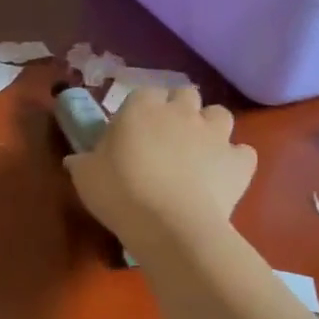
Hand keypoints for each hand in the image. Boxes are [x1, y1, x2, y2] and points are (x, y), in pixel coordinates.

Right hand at [64, 86, 256, 251]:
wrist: (171, 226)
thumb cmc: (120, 192)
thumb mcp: (85, 177)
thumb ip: (82, 162)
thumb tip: (76, 159)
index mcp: (141, 107)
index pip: (144, 92)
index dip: (140, 110)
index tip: (130, 131)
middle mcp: (181, 112)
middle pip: (185, 94)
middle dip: (178, 109)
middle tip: (164, 137)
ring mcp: (215, 134)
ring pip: (219, 114)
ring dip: (209, 127)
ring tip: (196, 151)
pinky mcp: (240, 162)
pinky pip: (243, 152)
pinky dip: (234, 160)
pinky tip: (221, 176)